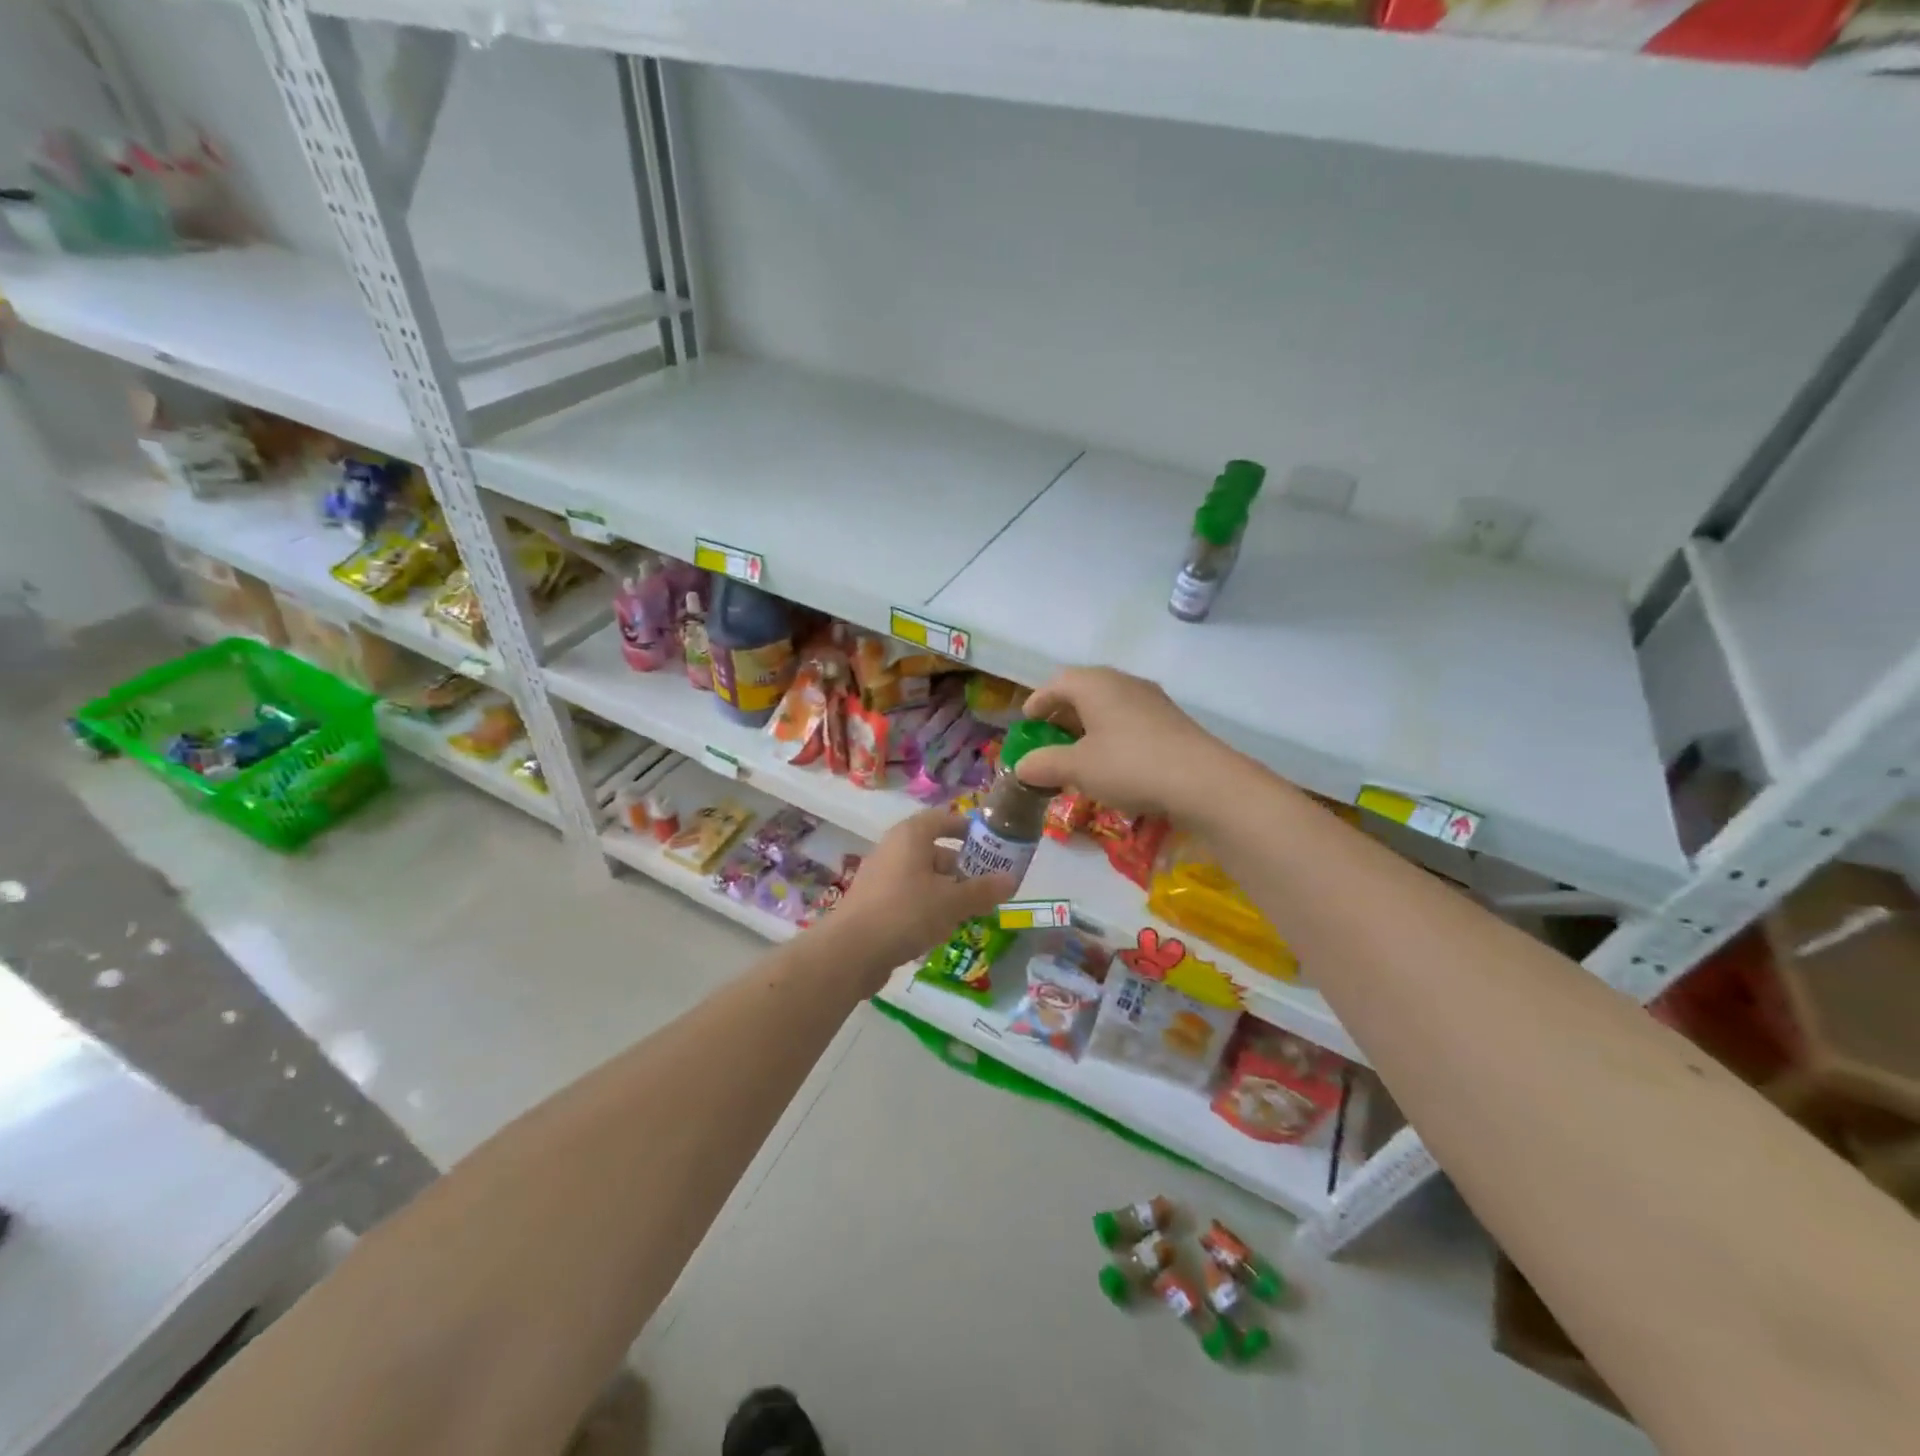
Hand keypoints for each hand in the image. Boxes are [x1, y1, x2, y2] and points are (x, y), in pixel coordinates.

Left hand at [829, 809, 1016, 978]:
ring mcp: (880, 876)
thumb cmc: (906, 912)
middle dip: (962, 867)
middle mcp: (893, 848)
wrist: (851, 951)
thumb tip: (1012, 880)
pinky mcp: (873, 902)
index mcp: (911, 835)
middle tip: (987, 886)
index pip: (944, 818)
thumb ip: (983, 890)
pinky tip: (941, 929)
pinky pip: (908, 896)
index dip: (968, 828)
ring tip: (970, 912)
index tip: (992, 844)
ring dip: (947, 890)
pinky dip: (927, 906)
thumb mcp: (952, 902)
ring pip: (922, 876)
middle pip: (935, 850)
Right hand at [1016, 666, 1233, 818]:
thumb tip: (1021, 767)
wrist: (1202, 781)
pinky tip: (1111, 763)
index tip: (1027, 722)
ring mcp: (1151, 700)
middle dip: (1062, 715)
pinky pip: (1129, 720)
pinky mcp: (1170, 722)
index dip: (1038, 702)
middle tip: (1049, 739)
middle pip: (1083, 691)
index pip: (1057, 683)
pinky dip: (1111, 735)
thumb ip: (1044, 764)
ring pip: (1108, 706)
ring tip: (1077, 754)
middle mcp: (1123, 683)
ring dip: (1088, 726)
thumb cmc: (1129, 765)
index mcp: (1095, 684)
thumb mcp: (1078, 768)